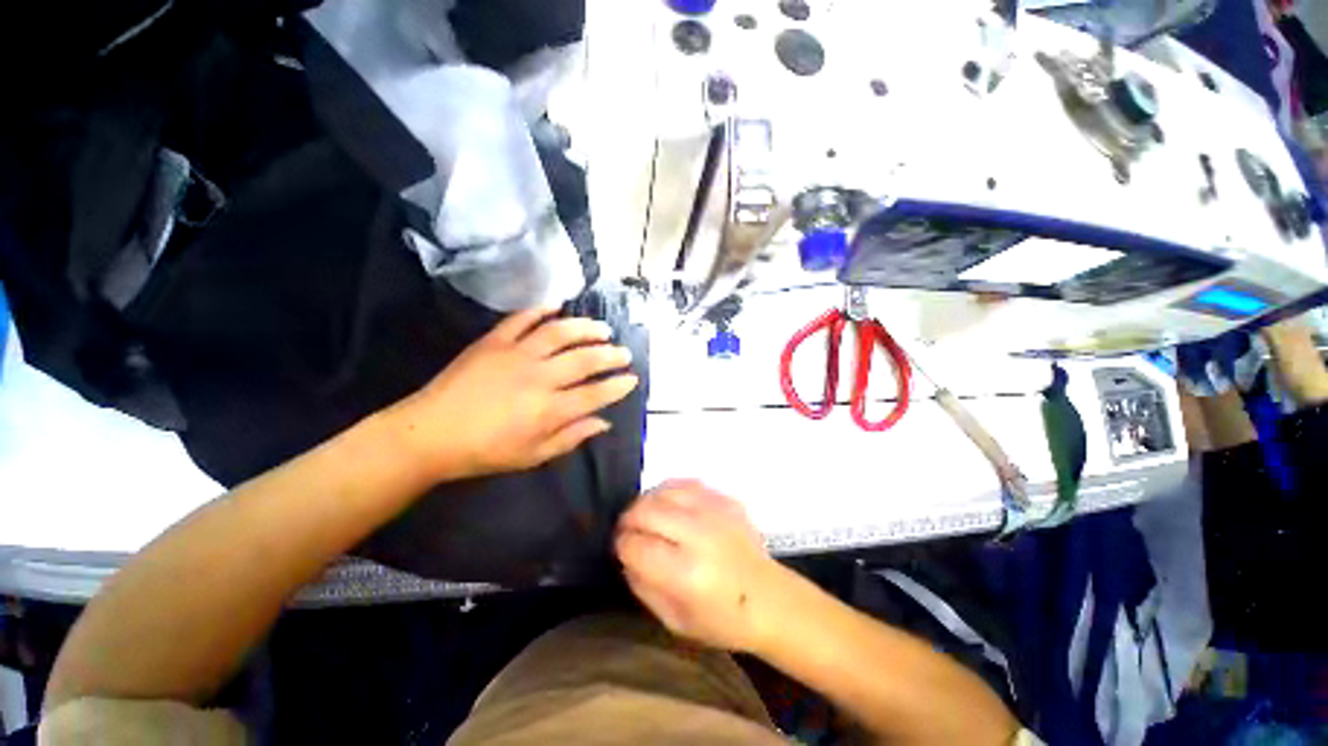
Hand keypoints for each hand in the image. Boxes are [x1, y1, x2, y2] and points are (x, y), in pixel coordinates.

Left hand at [388, 308, 637, 480]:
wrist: (429, 433)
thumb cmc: (485, 451)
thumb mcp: (532, 455)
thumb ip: (571, 437)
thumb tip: (603, 423)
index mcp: (548, 409)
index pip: (595, 394)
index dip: (618, 386)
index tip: (632, 379)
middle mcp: (538, 377)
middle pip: (584, 360)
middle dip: (610, 355)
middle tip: (624, 352)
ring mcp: (516, 354)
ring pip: (560, 333)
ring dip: (585, 328)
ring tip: (602, 328)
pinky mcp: (493, 342)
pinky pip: (521, 319)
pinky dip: (540, 310)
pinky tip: (556, 306)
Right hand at [615, 481, 786, 652]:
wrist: (771, 599)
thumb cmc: (722, 619)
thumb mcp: (674, 620)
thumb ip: (642, 585)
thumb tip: (625, 555)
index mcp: (686, 574)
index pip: (636, 546)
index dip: (621, 545)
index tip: (620, 548)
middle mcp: (700, 536)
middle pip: (646, 511)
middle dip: (628, 519)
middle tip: (627, 529)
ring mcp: (715, 512)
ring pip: (664, 491)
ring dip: (646, 501)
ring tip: (645, 515)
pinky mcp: (726, 499)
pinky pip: (687, 483)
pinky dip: (670, 491)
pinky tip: (668, 504)